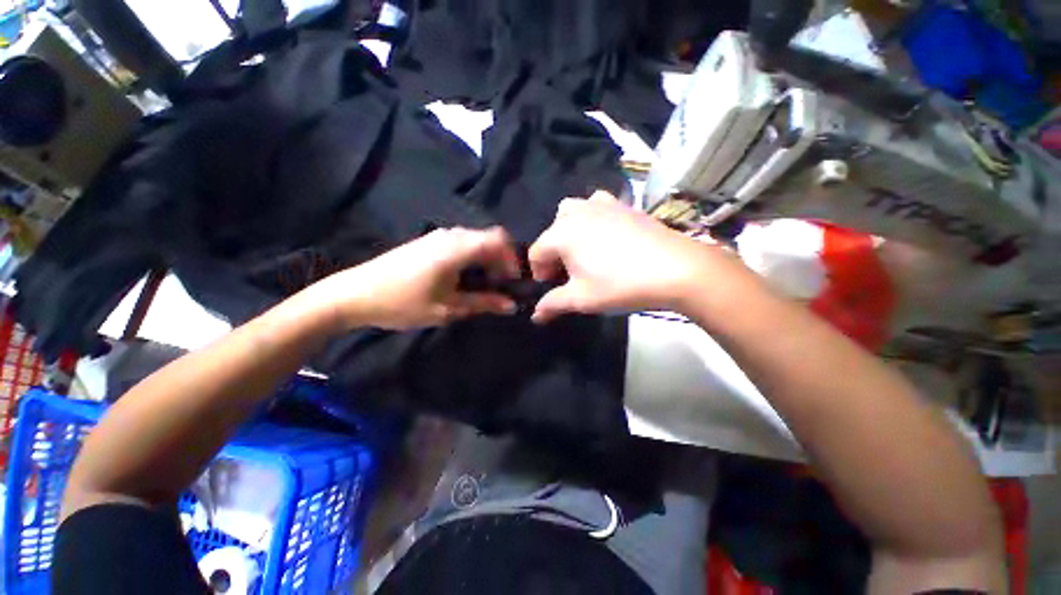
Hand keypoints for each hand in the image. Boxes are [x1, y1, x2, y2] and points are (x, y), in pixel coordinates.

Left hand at [312, 227, 520, 329]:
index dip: (512, 259)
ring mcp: (437, 236)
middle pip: (489, 238)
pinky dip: (472, 258)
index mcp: (457, 248)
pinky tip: (464, 277)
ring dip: (486, 259)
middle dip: (500, 261)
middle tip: (500, 286)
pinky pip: (461, 243)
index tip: (513, 282)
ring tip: (484, 284)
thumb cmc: (403, 302)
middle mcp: (450, 235)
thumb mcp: (448, 307)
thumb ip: (483, 303)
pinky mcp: (428, 242)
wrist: (355, 294)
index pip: (499, 240)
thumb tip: (512, 305)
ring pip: (475, 241)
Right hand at [529, 191, 726, 322]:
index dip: (540, 273)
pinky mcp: (623, 204)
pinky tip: (607, 235)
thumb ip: (553, 305)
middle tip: (569, 273)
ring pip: (573, 213)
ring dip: (570, 232)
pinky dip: (593, 218)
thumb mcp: (582, 299)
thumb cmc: (620, 285)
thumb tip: (536, 316)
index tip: (553, 287)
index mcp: (561, 234)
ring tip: (584, 252)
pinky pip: (597, 206)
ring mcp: (601, 204)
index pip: (536, 253)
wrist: (676, 269)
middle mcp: (576, 212)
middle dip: (554, 252)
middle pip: (552, 232)